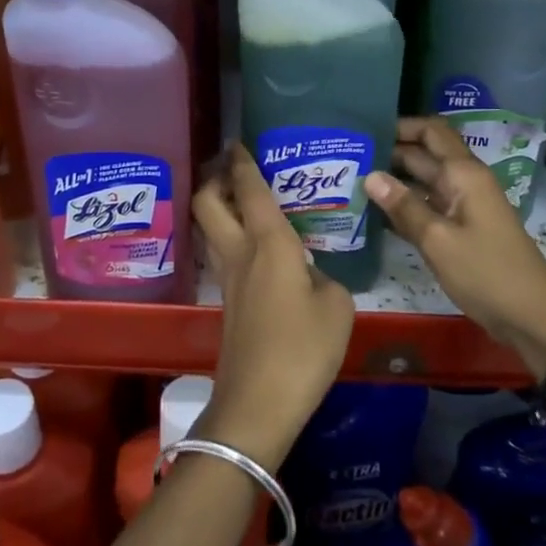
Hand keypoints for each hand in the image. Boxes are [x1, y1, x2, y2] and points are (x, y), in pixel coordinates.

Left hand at [191, 145, 355, 470]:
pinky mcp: (227, 303)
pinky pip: (221, 254)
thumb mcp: (337, 307)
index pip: (250, 189)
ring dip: (218, 206)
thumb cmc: (303, 348)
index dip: (243, 161)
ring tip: (242, 200)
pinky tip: (255, 247)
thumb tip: (310, 275)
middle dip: (214, 178)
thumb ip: (325, 279)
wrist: (258, 403)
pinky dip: (229, 236)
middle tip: (232, 168)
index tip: (239, 141)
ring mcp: (227, 279)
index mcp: (268, 243)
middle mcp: (239, 253)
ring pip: (208, 228)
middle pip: (207, 202)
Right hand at [364, 118, 545, 375]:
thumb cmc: (486, 273)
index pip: (431, 131)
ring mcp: (464, 206)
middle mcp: (464, 182)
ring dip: (394, 180)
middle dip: (390, 152)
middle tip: (346, 156)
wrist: (531, 317)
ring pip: (424, 182)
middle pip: (424, 155)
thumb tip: (370, 175)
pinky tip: (374, 212)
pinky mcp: (462, 229)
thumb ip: (404, 206)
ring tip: (351, 180)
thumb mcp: (438, 240)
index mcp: (464, 174)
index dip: (400, 125)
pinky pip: (428, 206)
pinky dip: (405, 205)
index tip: (364, 129)